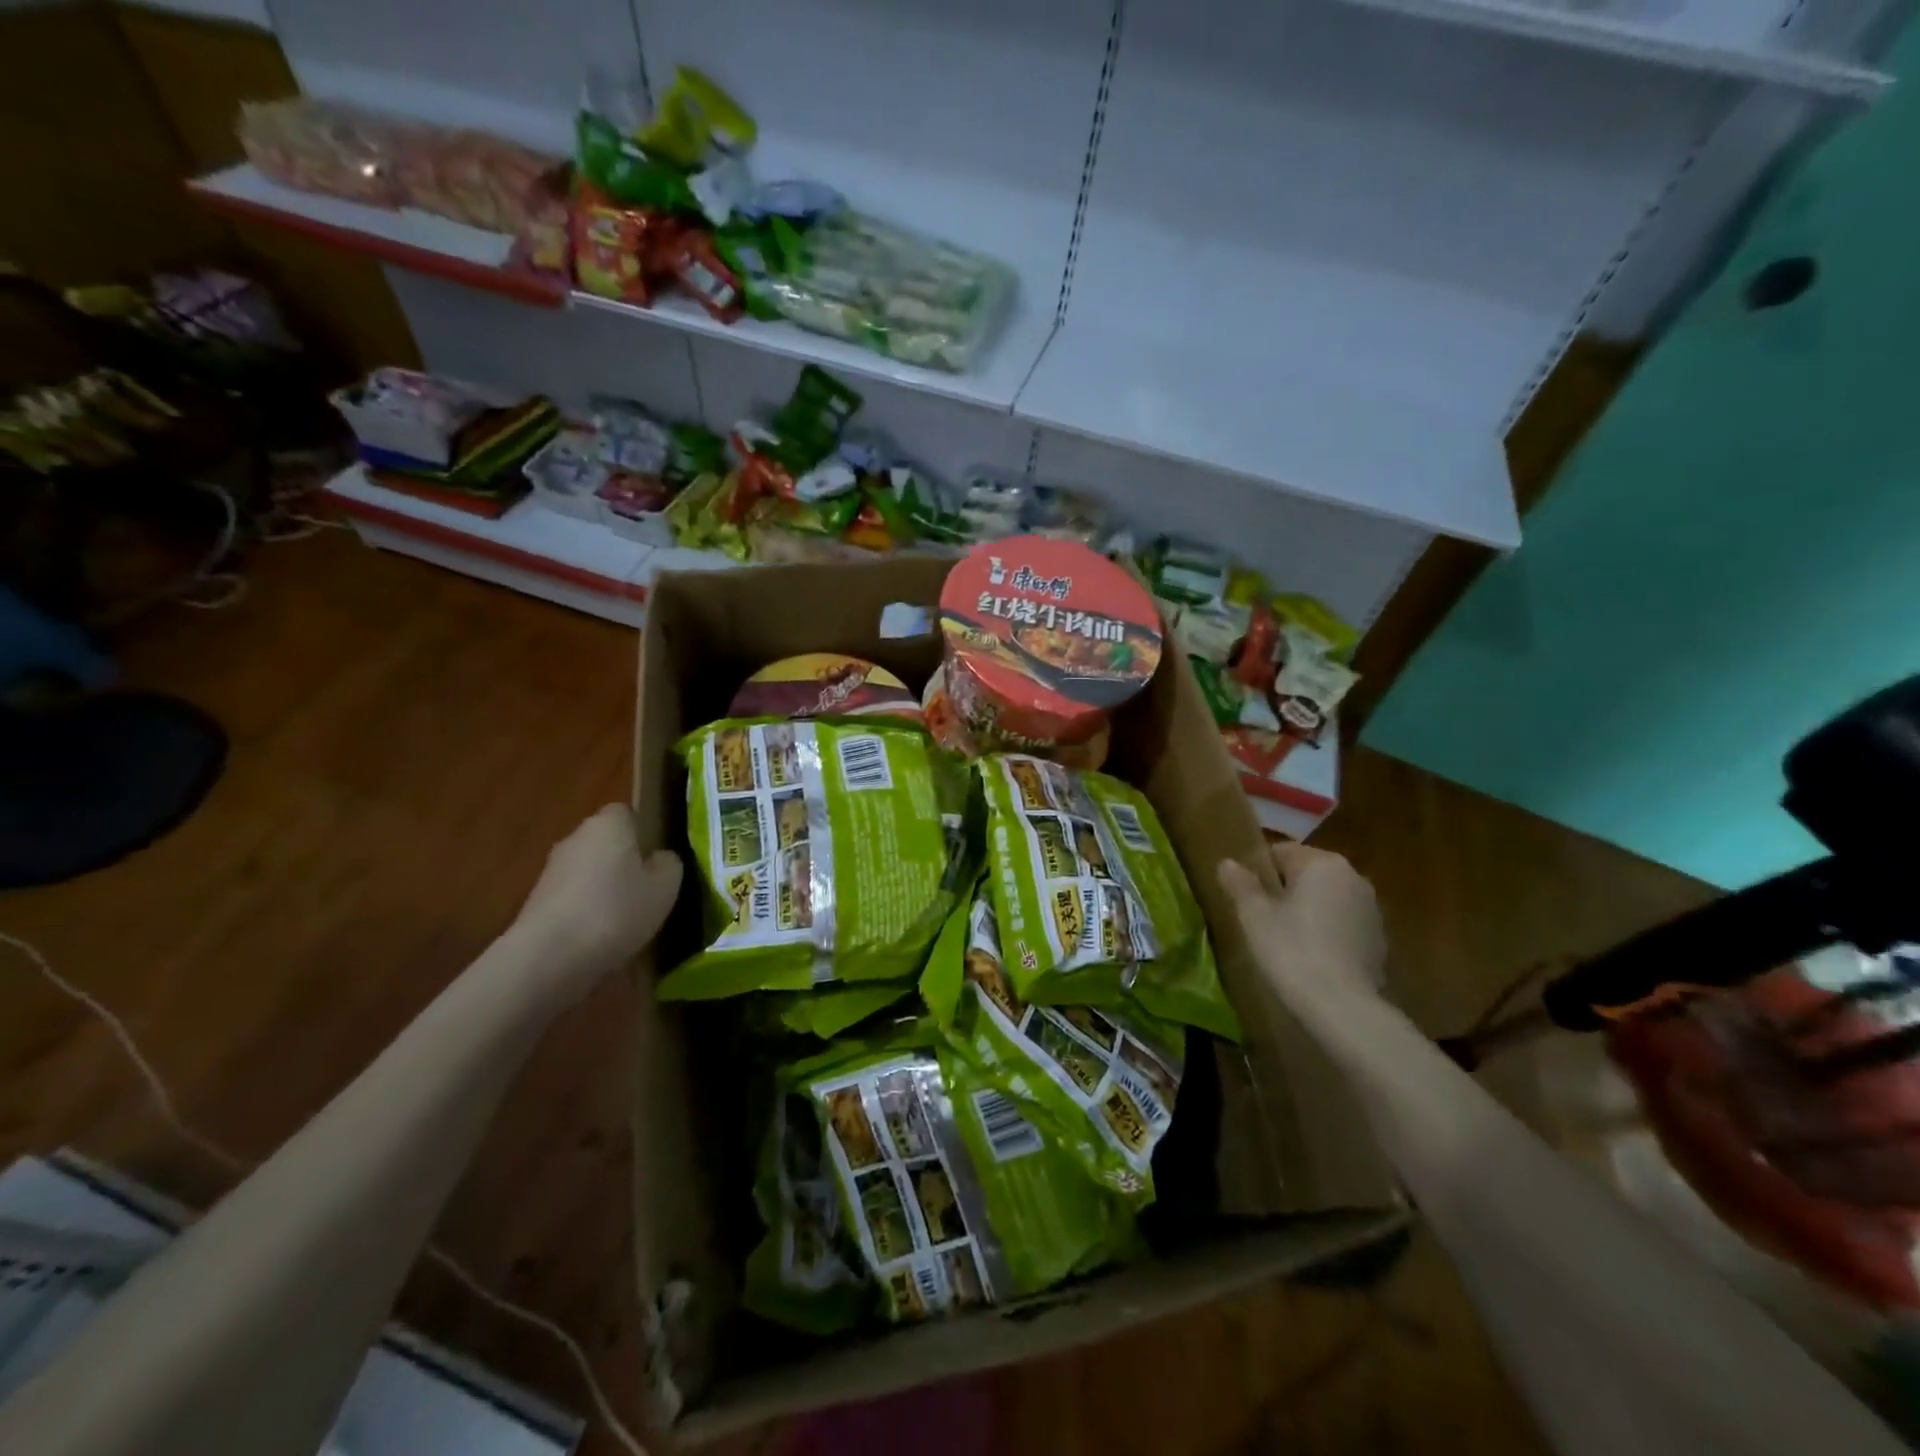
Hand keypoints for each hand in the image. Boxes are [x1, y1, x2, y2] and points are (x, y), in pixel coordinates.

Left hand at [517, 805, 682, 986]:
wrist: (548, 957)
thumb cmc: (616, 910)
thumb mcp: (666, 886)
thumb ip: (668, 864)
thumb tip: (659, 858)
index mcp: (609, 823)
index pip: (629, 813)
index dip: (645, 833)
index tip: (659, 860)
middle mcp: (576, 837)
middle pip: (607, 842)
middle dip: (624, 862)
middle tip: (648, 891)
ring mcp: (551, 870)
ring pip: (589, 871)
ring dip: (604, 889)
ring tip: (626, 921)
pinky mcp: (535, 902)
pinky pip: (573, 898)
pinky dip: (586, 912)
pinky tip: (599, 938)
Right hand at [1218, 843, 1386, 1009]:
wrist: (1342, 1006)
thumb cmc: (1291, 949)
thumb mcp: (1254, 916)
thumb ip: (1240, 884)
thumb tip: (1227, 863)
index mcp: (1321, 862)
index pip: (1282, 852)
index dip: (1259, 871)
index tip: (1245, 895)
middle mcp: (1353, 876)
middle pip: (1308, 873)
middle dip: (1286, 889)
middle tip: (1262, 917)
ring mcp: (1371, 908)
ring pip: (1328, 898)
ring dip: (1308, 910)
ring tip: (1286, 939)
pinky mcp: (1380, 939)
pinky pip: (1343, 924)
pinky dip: (1327, 932)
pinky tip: (1312, 957)